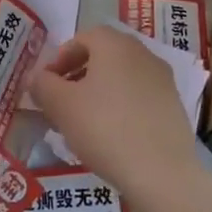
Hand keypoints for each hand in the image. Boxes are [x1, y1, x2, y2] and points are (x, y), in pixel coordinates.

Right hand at [31, 27, 199, 197]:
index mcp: (115, 45)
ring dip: (99, 92)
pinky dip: (121, 107)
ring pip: (121, 77)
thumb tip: (37, 78)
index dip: (60, 58)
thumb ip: (43, 85)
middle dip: (78, 74)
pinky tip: (111, 136)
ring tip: (83, 122)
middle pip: (104, 56)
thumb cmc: (105, 129)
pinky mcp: (174, 107)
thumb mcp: (61, 106)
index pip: (83, 38)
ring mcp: (163, 80)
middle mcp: (143, 54)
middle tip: (61, 101)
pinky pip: (139, 97)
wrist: (162, 174)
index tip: (47, 84)